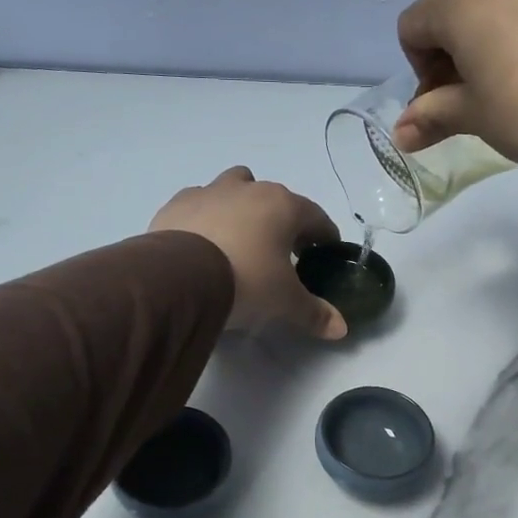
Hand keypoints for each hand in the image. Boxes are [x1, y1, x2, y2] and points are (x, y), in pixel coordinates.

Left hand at [150, 167, 347, 339]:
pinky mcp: (176, 204)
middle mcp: (248, 189)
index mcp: (282, 206)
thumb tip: (341, 329)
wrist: (180, 278)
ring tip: (237, 239)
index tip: (324, 253)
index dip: (324, 236)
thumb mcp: (285, 302)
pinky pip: (197, 204)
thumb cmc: (246, 281)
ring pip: (233, 188)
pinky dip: (205, 218)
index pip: (315, 217)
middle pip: (273, 196)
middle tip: (280, 250)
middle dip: (280, 219)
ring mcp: (209, 192)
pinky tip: (201, 242)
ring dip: (240, 207)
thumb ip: (314, 313)